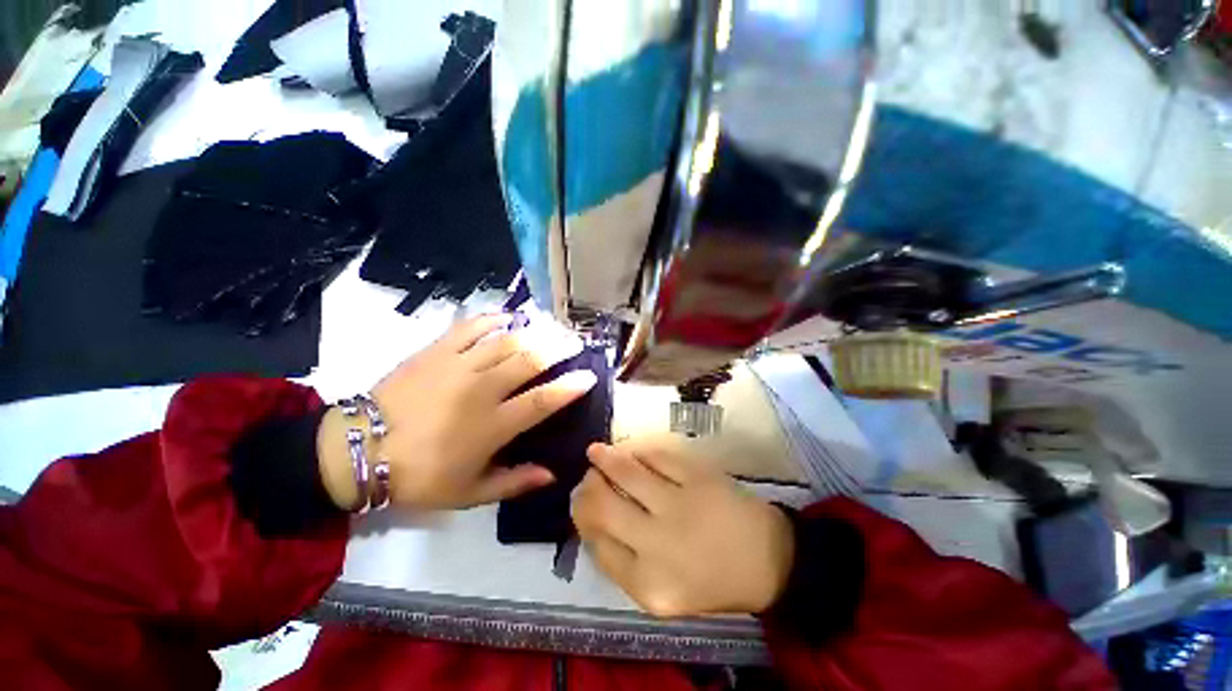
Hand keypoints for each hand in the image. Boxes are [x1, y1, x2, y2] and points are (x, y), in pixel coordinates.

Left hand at [318, 314, 595, 510]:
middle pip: (531, 360)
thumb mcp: (469, 492)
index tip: (589, 376)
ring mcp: (459, 365)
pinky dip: (492, 320)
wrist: (357, 450)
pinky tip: (506, 318)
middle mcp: (482, 389)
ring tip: (551, 328)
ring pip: (507, 341)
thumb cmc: (418, 475)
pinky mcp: (436, 350)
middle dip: (559, 348)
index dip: (570, 387)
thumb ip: (514, 482)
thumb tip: (552, 474)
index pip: (543, 400)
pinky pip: (470, 328)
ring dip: (534, 332)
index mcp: (492, 425)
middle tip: (576, 342)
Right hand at [572, 442, 794, 617]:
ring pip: (627, 473)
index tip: (582, 505)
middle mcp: (658, 545)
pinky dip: (639, 451)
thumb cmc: (714, 582)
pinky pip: (657, 456)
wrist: (769, 560)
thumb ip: (625, 564)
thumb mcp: (664, 593)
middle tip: (587, 478)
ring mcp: (679, 505)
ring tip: (596, 451)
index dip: (584, 519)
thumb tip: (595, 523)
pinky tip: (631, 450)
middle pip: (604, 506)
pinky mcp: (698, 477)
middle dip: (588, 488)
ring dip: (605, 458)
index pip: (597, 545)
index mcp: (648, 585)